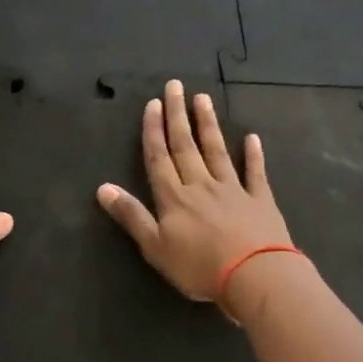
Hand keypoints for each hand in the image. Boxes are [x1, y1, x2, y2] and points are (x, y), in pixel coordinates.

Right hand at [96, 80, 291, 306]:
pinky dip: (253, 155)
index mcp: (174, 198)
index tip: (153, 103)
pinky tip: (252, 138)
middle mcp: (201, 185)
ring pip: (217, 151)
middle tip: (176, 86)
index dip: (154, 131)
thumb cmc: (199, 267)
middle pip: (186, 146)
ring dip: (208, 125)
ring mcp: (233, 190)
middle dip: (178, 116)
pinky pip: (255, 173)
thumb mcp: (155, 247)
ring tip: (203, 99)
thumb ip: (131, 215)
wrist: (254, 275)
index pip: (159, 158)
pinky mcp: (260, 200)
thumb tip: (102, 188)